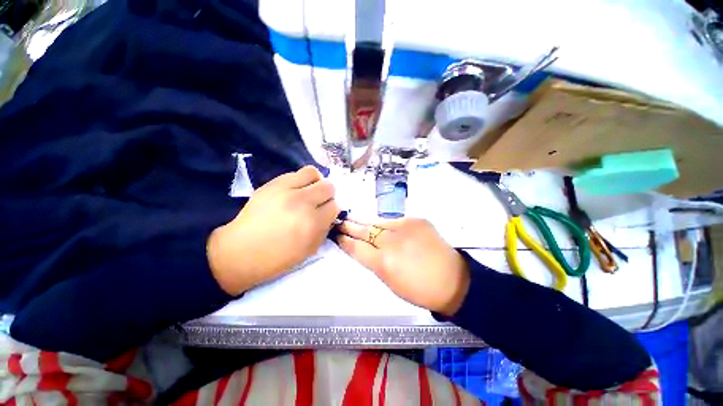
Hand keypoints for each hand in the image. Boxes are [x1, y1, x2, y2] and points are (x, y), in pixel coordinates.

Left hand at [207, 166, 339, 294]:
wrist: (241, 251)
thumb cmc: (278, 257)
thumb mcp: (310, 249)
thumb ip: (325, 229)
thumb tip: (330, 214)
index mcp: (312, 223)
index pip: (335, 206)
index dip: (332, 210)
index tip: (325, 214)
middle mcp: (302, 203)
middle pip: (328, 186)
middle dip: (327, 195)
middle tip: (318, 202)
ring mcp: (286, 190)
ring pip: (313, 173)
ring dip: (315, 182)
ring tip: (309, 191)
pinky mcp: (273, 183)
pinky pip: (295, 173)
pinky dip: (300, 180)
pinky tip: (294, 190)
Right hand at [337, 218, 469, 315]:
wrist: (452, 279)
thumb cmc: (419, 289)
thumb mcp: (390, 282)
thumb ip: (373, 262)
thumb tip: (361, 248)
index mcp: (384, 263)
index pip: (357, 247)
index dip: (345, 241)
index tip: (337, 236)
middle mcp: (392, 241)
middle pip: (364, 230)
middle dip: (350, 226)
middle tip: (339, 222)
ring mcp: (405, 227)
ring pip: (378, 222)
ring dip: (366, 223)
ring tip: (355, 221)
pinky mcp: (416, 219)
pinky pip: (394, 221)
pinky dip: (385, 225)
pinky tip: (381, 226)